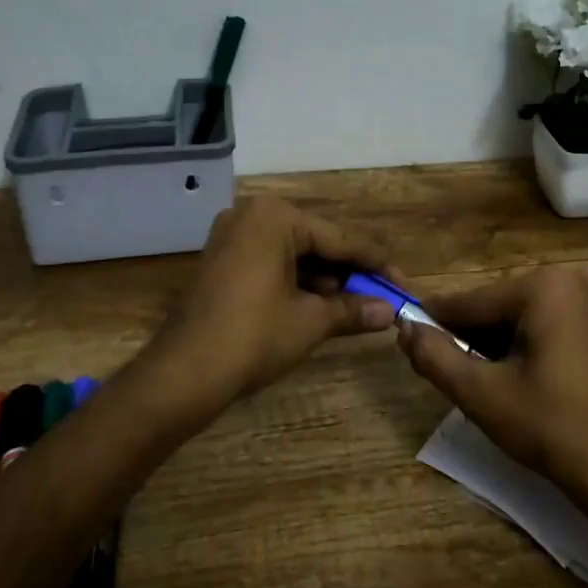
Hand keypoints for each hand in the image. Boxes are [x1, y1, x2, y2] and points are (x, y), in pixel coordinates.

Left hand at [154, 197, 399, 403]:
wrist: (183, 373)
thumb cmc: (254, 337)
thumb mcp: (311, 321)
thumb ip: (353, 309)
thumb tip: (391, 312)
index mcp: (276, 217)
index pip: (340, 239)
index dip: (376, 265)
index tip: (404, 286)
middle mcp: (252, 214)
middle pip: (317, 243)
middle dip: (349, 273)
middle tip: (381, 298)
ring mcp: (232, 235)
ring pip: (294, 253)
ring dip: (324, 280)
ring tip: (354, 307)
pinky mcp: (221, 259)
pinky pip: (271, 261)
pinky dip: (296, 281)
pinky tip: (319, 304)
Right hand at [397, 265, 587, 501]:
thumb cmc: (553, 428)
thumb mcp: (482, 394)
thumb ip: (435, 356)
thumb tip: (404, 328)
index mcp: (542, 285)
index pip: (469, 302)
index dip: (433, 324)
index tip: (404, 340)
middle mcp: (567, 279)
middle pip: (493, 308)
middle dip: (468, 341)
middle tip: (450, 379)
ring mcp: (586, 300)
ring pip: (514, 319)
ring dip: (491, 348)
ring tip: (480, 387)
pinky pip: (539, 326)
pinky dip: (518, 350)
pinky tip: (511, 384)